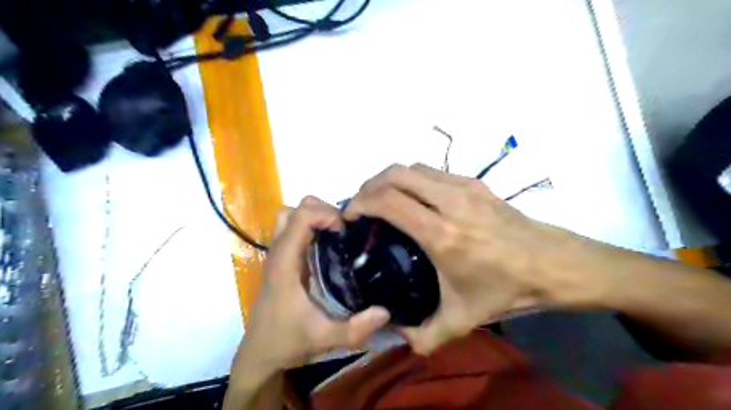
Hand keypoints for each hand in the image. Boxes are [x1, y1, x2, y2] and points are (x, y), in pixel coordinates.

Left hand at [237, 196, 390, 372]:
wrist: (259, 354)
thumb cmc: (286, 342)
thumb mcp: (324, 338)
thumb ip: (355, 329)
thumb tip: (386, 311)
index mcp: (285, 264)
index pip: (300, 217)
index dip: (326, 214)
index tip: (345, 231)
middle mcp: (278, 253)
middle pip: (293, 210)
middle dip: (321, 211)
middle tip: (343, 229)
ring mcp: (278, 255)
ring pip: (290, 217)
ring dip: (314, 216)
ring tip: (336, 233)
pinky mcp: (282, 260)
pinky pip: (293, 230)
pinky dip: (311, 226)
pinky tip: (329, 245)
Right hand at [343, 161, 593, 352]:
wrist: (554, 265)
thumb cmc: (508, 290)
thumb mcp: (462, 320)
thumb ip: (424, 336)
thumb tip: (395, 334)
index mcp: (441, 234)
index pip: (388, 201)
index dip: (361, 203)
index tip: (350, 216)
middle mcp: (449, 202)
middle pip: (395, 174)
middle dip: (369, 185)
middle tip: (361, 206)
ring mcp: (464, 187)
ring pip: (413, 167)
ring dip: (390, 179)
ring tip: (383, 199)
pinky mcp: (475, 183)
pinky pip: (432, 172)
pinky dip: (412, 179)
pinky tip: (414, 199)